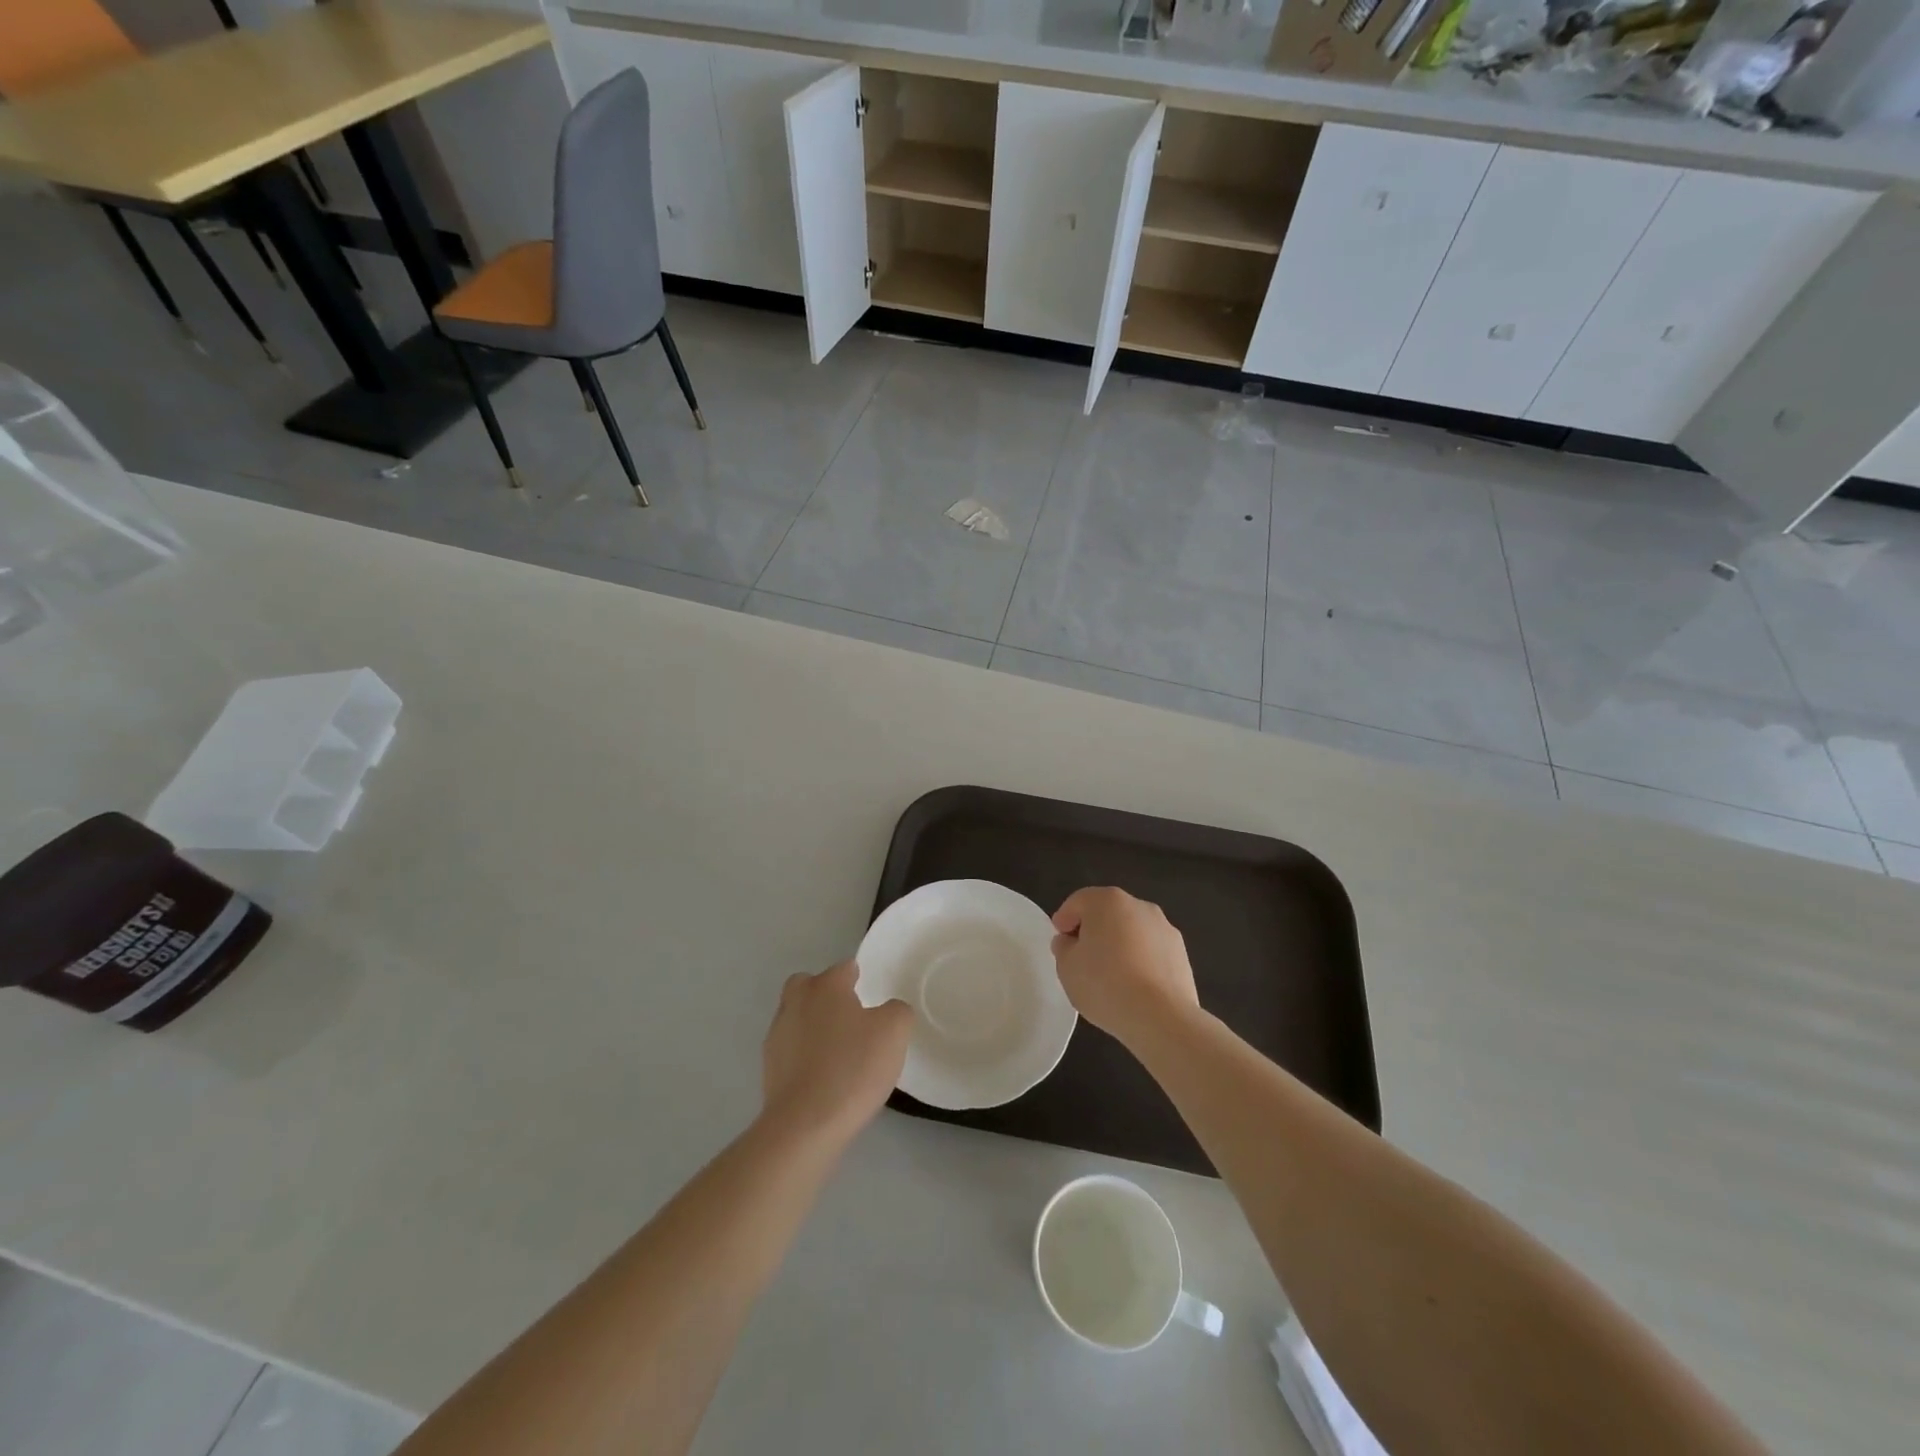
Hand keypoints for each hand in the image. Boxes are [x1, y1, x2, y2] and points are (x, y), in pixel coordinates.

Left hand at [761, 962, 912, 1146]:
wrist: (805, 1125)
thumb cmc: (853, 1068)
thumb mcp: (894, 1033)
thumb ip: (897, 1011)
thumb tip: (889, 1011)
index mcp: (826, 986)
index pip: (845, 968)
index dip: (861, 978)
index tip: (874, 998)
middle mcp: (796, 1001)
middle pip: (810, 985)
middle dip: (827, 995)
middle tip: (851, 1018)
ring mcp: (777, 1034)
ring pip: (798, 1016)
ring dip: (814, 1025)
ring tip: (839, 1052)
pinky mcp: (768, 1066)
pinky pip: (791, 1048)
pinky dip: (804, 1054)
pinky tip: (823, 1076)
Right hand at [1051, 887, 1199, 1050]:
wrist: (1161, 1017)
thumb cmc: (1105, 984)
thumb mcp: (1067, 967)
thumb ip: (1064, 948)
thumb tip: (1070, 941)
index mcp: (1107, 901)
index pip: (1078, 902)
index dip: (1064, 920)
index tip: (1059, 943)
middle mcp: (1139, 905)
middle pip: (1107, 913)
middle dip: (1093, 931)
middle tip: (1081, 959)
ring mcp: (1164, 928)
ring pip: (1132, 931)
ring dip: (1119, 945)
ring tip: (1110, 977)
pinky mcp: (1181, 953)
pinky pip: (1151, 951)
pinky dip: (1140, 961)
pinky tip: (1134, 987)